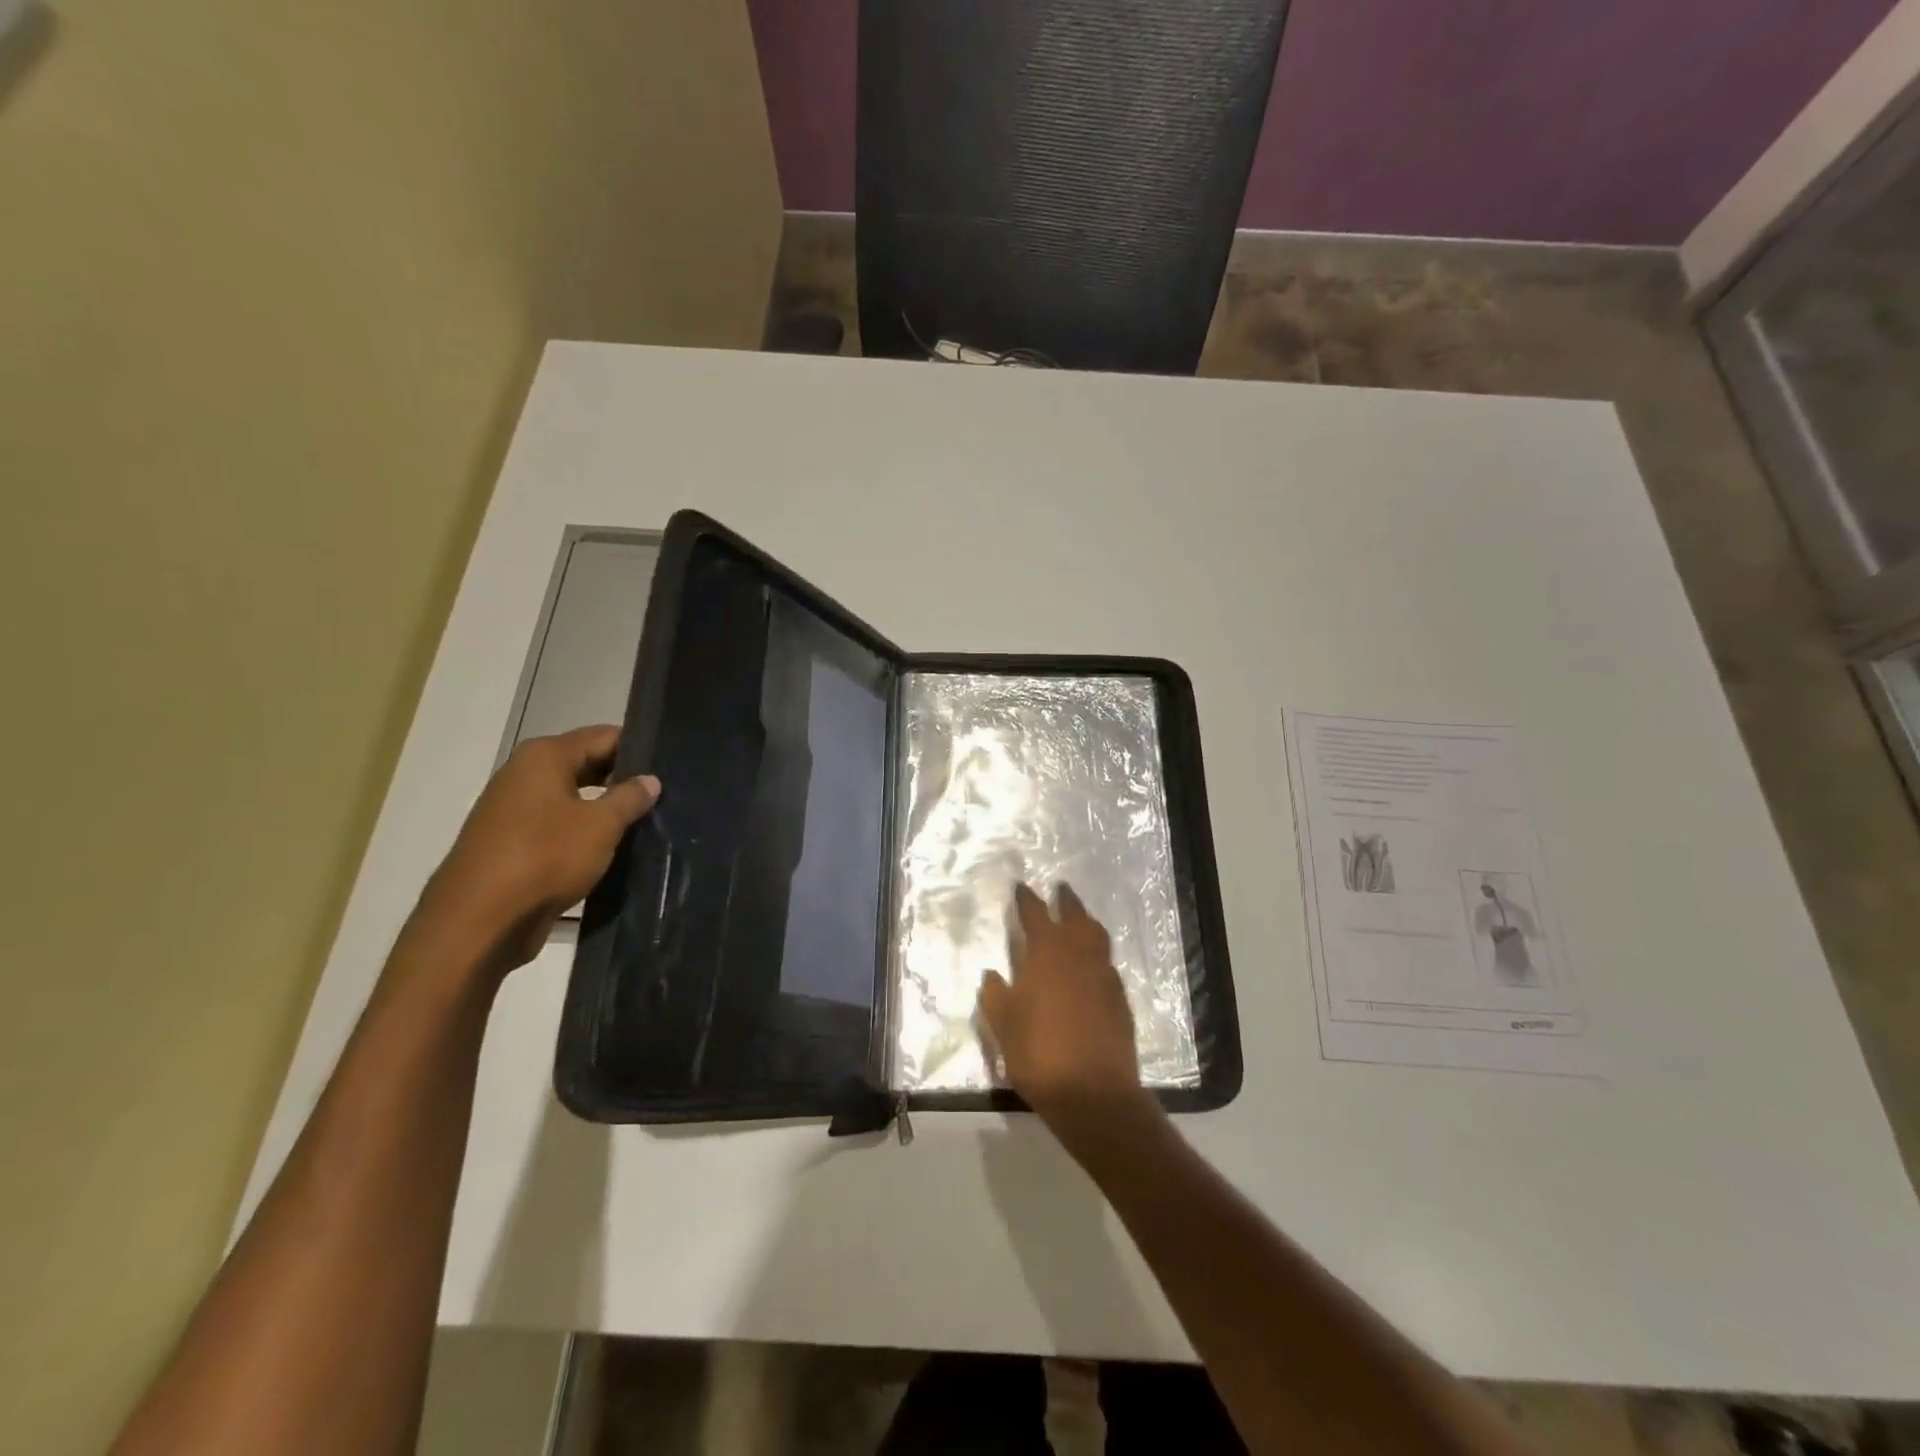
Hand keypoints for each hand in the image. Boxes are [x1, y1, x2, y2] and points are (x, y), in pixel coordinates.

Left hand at [410, 725, 659, 975]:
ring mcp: (515, 810)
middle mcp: (524, 774)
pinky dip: (585, 832)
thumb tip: (650, 780)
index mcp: (544, 757)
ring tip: (648, 820)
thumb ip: (630, 798)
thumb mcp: (601, 825)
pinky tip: (615, 847)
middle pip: (587, 764)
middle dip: (624, 778)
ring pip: (574, 797)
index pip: (604, 736)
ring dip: (606, 808)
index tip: (671, 764)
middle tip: (667, 793)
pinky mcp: (513, 844)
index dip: (639, 747)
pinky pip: (559, 826)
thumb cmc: (544, 858)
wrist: (479, 922)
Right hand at [978, 883, 1149, 1138]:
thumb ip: (995, 995)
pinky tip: (1092, 963)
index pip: (1035, 914)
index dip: (1027, 899)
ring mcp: (1103, 975)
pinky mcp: (1120, 998)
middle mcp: (1078, 955)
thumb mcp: (1002, 1026)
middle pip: (1074, 916)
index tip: (1022, 887)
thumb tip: (993, 974)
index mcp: (1046, 955)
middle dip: (1066, 900)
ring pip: (1097, 935)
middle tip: (1060, 888)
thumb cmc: (1039, 1055)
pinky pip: (1107, 962)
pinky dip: (1098, 953)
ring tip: (1079, 917)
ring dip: (1086, 920)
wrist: (1094, 1093)